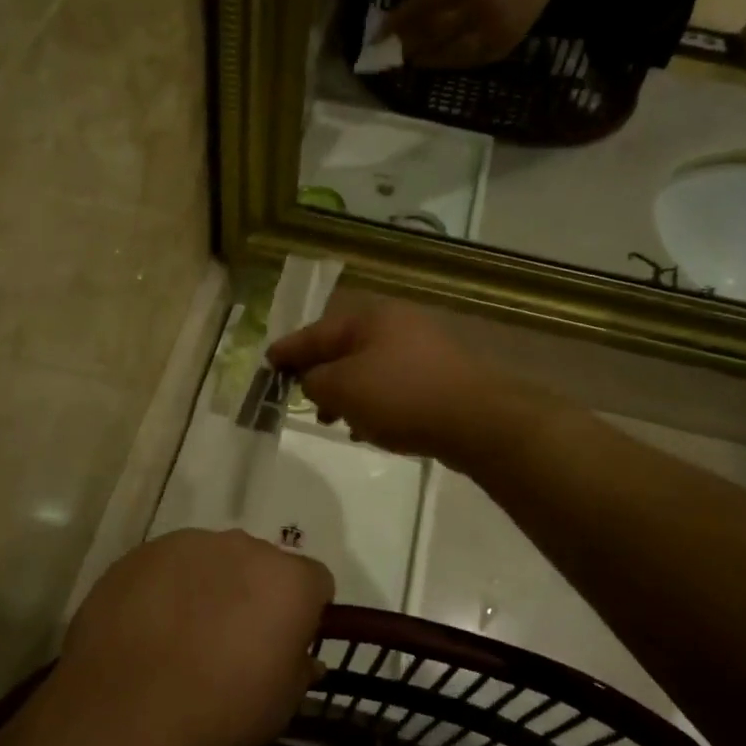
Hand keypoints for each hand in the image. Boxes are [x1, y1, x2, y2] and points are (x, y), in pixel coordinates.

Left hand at [50, 530, 334, 745]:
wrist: (124, 714)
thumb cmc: (219, 712)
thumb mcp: (279, 707)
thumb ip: (300, 671)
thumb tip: (306, 659)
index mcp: (288, 580)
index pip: (315, 582)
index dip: (304, 612)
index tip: (285, 642)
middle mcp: (244, 547)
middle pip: (261, 563)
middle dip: (255, 592)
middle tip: (233, 638)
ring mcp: (188, 545)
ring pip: (212, 559)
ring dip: (210, 586)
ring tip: (184, 633)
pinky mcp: (142, 553)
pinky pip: (168, 565)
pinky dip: (167, 588)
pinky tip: (149, 627)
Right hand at [269, 297, 536, 467]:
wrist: (477, 420)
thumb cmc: (401, 397)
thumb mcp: (343, 388)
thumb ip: (315, 380)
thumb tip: (313, 380)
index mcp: (370, 318)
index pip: (316, 332)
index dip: (289, 350)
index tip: (268, 363)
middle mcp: (397, 325)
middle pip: (344, 349)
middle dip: (320, 376)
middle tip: (301, 400)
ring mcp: (422, 350)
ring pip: (369, 370)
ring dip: (347, 394)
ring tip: (333, 421)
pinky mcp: (439, 377)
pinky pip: (392, 386)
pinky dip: (374, 403)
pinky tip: (368, 428)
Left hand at [383, 0, 567, 68]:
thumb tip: (408, 6)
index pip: (419, 9)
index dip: (397, 25)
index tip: (378, 35)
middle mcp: (475, 7)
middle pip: (432, 35)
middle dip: (410, 45)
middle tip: (393, 51)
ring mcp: (492, 28)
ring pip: (451, 54)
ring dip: (429, 59)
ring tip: (415, 60)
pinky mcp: (506, 41)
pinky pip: (474, 60)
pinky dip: (455, 62)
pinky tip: (443, 61)